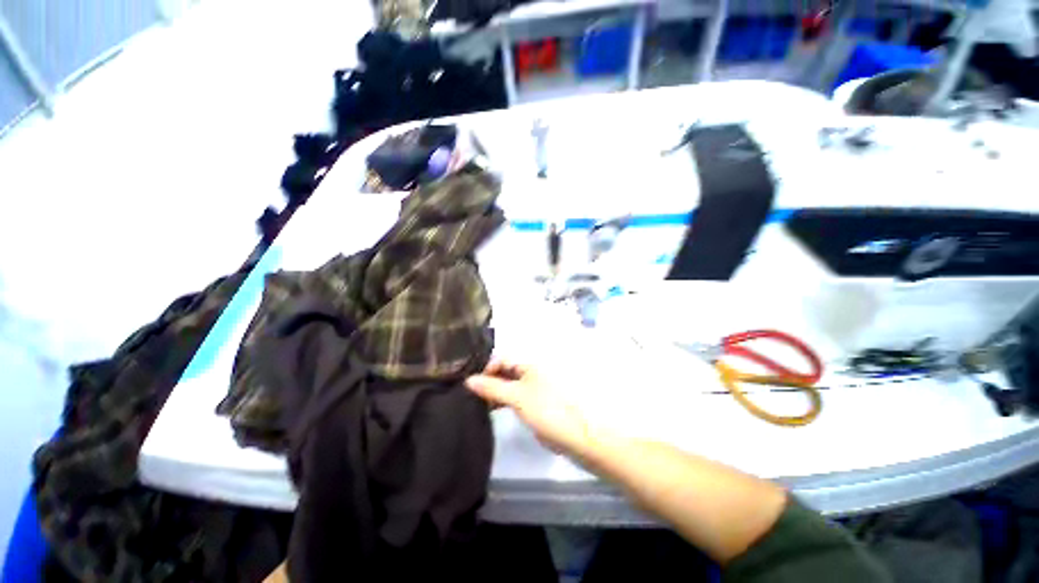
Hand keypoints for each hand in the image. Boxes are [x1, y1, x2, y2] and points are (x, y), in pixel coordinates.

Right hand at [466, 359, 592, 456]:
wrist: (575, 436)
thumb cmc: (546, 410)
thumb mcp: (517, 396)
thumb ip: (492, 387)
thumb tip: (468, 380)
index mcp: (529, 365)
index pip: (502, 359)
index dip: (487, 368)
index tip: (473, 385)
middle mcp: (530, 373)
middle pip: (505, 371)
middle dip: (489, 380)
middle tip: (472, 395)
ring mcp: (532, 389)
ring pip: (509, 385)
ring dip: (495, 392)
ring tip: (479, 404)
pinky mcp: (534, 404)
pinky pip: (514, 397)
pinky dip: (503, 401)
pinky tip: (493, 409)